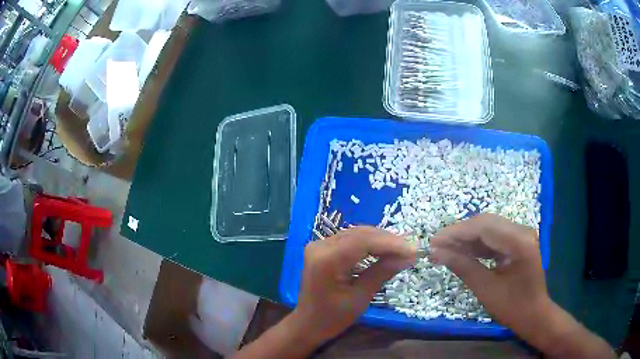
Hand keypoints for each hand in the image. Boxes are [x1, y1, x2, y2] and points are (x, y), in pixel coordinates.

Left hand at [293, 226, 416, 342]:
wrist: (308, 323)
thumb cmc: (332, 317)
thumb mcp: (360, 297)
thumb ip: (382, 272)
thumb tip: (408, 256)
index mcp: (326, 260)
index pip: (363, 241)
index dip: (390, 243)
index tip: (413, 250)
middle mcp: (320, 246)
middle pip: (359, 234)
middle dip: (387, 240)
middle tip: (410, 250)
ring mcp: (319, 245)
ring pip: (356, 234)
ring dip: (380, 240)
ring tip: (402, 250)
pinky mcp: (322, 248)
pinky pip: (349, 240)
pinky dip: (369, 244)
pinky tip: (384, 250)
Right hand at [429, 214, 614, 357]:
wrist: (534, 314)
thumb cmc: (512, 307)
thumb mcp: (486, 289)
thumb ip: (463, 266)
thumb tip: (436, 252)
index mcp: (519, 242)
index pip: (483, 227)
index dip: (456, 233)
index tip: (433, 242)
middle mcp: (522, 231)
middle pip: (485, 222)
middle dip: (459, 233)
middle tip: (437, 245)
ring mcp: (521, 235)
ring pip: (488, 227)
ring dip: (467, 238)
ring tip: (445, 249)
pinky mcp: (518, 241)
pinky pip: (494, 237)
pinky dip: (477, 244)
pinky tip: (462, 252)